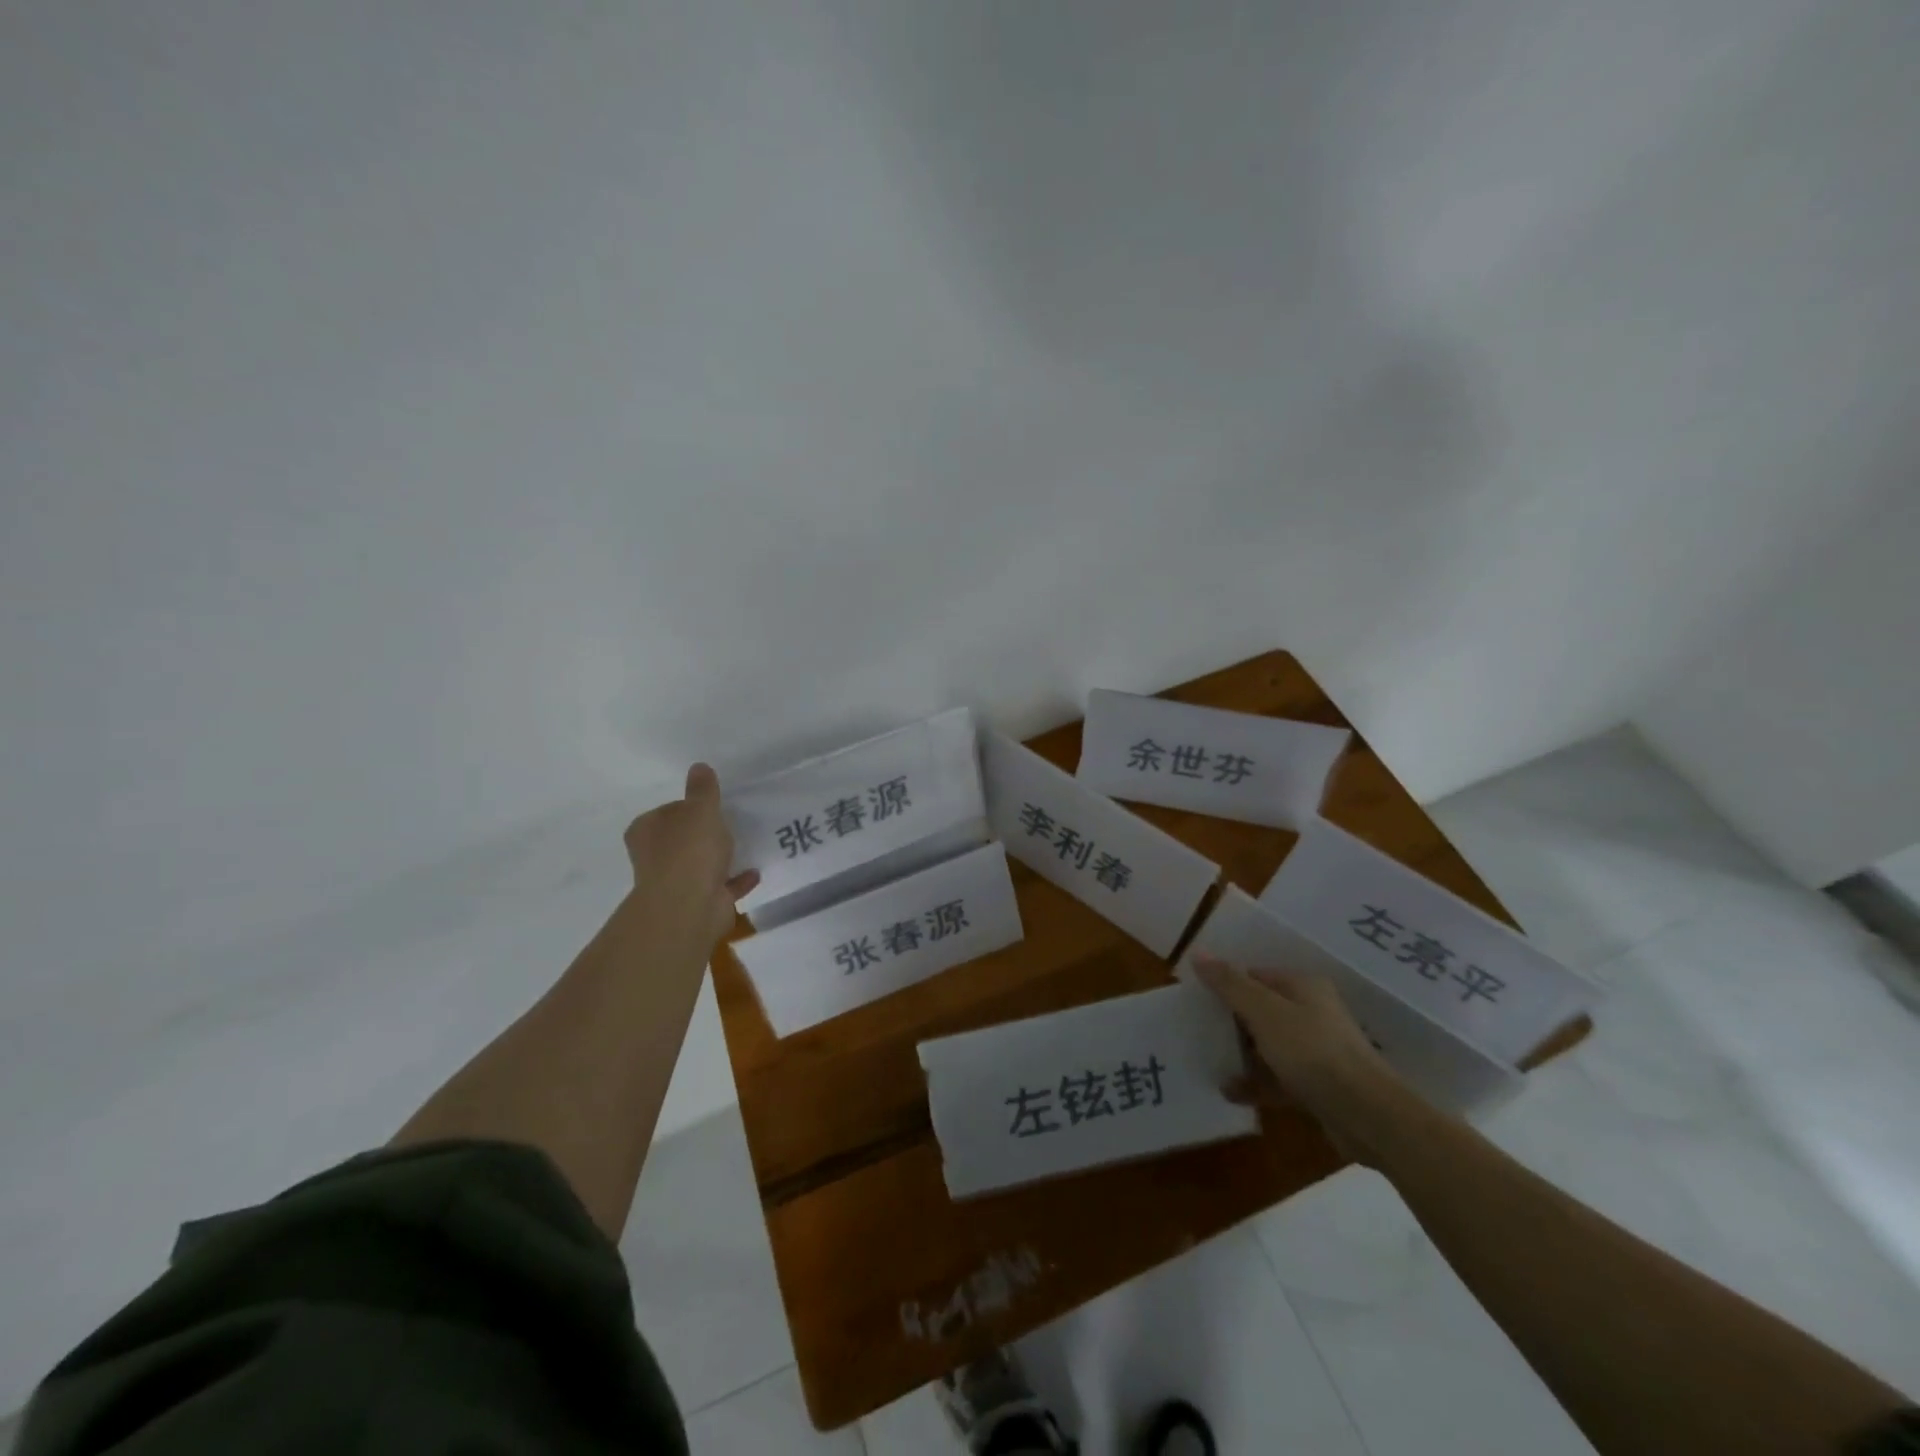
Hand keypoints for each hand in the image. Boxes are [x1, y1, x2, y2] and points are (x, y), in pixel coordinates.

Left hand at [623, 764, 760, 947]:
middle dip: (702, 834)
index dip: (687, 807)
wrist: (689, 906)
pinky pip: (721, 886)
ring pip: (699, 864)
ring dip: (718, 858)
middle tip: (729, 822)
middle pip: (681, 839)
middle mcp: (655, 857)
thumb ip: (703, 789)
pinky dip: (735, 880)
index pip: (666, 811)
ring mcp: (676, 883)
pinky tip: (754, 871)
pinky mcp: (698, 903)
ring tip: (744, 844)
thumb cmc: (689, 850)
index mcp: (647, 831)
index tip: (710, 805)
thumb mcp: (701, 809)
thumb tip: (698, 767)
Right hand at [1193, 953, 1417, 1164]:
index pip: (1255, 976)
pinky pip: (1279, 1077)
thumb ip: (1229, 983)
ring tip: (1209, 1063)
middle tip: (1198, 1032)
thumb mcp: (1263, 1012)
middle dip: (1230, 1022)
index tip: (1197, 1002)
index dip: (1226, 986)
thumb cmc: (1312, 1051)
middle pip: (1261, 1010)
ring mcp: (1318, 1050)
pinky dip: (1256, 1083)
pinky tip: (1230, 1093)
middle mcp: (1313, 1012)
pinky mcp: (1319, 1084)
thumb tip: (1198, 951)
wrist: (1369, 1116)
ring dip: (1242, 1055)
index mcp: (1303, 987)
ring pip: (1269, 1045)